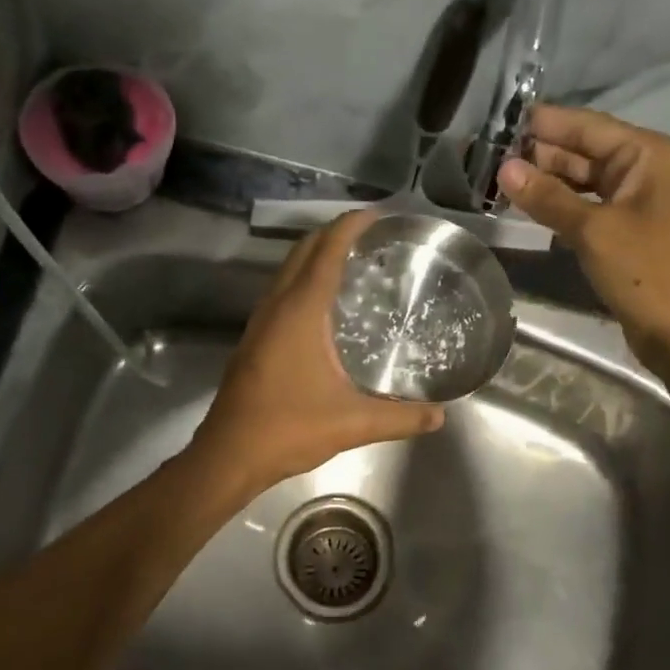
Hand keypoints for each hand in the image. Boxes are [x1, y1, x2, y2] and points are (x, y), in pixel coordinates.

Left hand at [191, 209, 445, 494]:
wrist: (229, 455)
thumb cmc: (288, 429)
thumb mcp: (352, 423)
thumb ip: (400, 418)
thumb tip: (440, 415)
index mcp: (300, 312)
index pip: (326, 251)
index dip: (350, 226)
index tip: (377, 215)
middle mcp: (276, 306)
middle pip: (303, 251)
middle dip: (334, 233)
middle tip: (371, 235)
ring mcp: (260, 322)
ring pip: (288, 271)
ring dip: (316, 256)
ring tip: (352, 261)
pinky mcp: (254, 340)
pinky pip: (281, 293)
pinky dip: (304, 281)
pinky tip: (324, 306)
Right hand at [497, 105, 669, 396]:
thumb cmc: (650, 272)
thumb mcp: (594, 231)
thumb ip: (548, 197)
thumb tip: (505, 168)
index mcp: (650, 156)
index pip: (589, 126)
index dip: (547, 123)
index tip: (503, 120)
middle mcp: (648, 172)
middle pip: (587, 152)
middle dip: (542, 153)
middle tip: (491, 154)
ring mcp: (640, 205)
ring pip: (586, 183)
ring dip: (548, 182)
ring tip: (500, 180)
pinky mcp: (631, 235)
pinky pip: (590, 209)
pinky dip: (562, 207)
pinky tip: (529, 208)